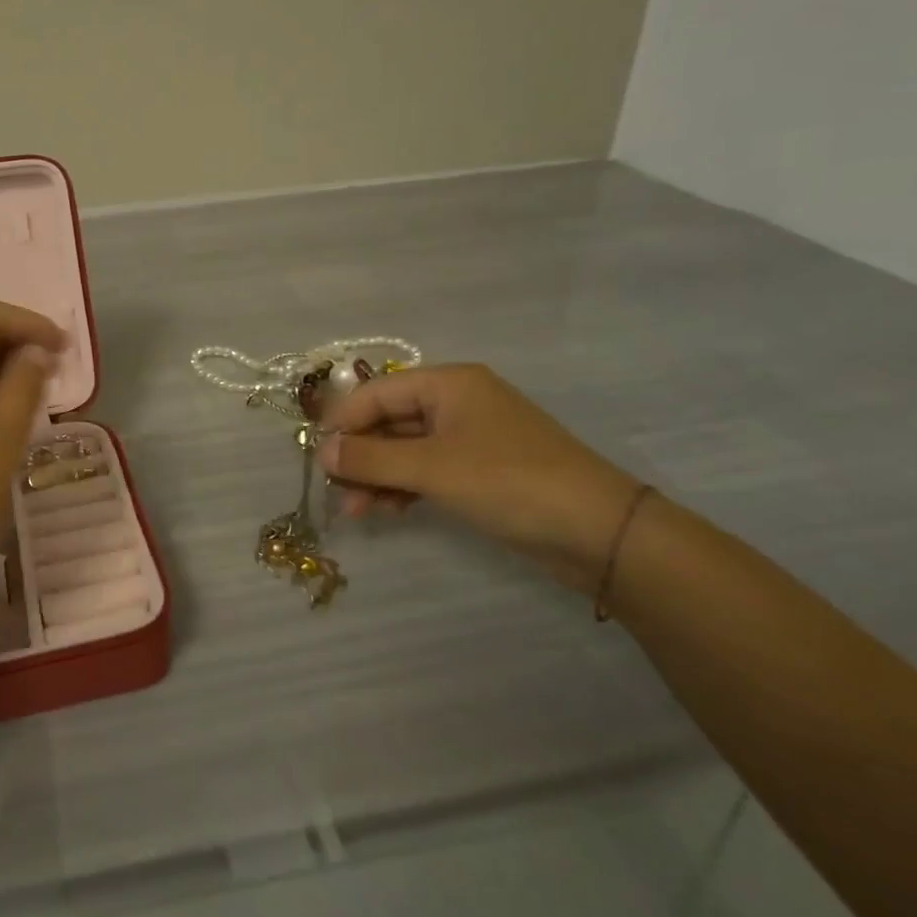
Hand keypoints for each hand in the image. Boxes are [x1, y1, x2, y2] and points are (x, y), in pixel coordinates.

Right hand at [318, 364, 640, 592]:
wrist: (600, 532)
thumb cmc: (509, 482)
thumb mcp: (432, 468)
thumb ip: (371, 458)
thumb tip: (321, 450)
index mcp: (448, 384)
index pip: (376, 393)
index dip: (343, 422)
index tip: (316, 457)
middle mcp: (457, 402)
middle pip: (389, 420)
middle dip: (360, 455)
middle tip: (334, 489)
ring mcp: (470, 437)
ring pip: (405, 449)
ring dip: (377, 475)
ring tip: (356, 510)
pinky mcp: (480, 471)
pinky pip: (427, 469)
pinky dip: (404, 487)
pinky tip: (387, 510)